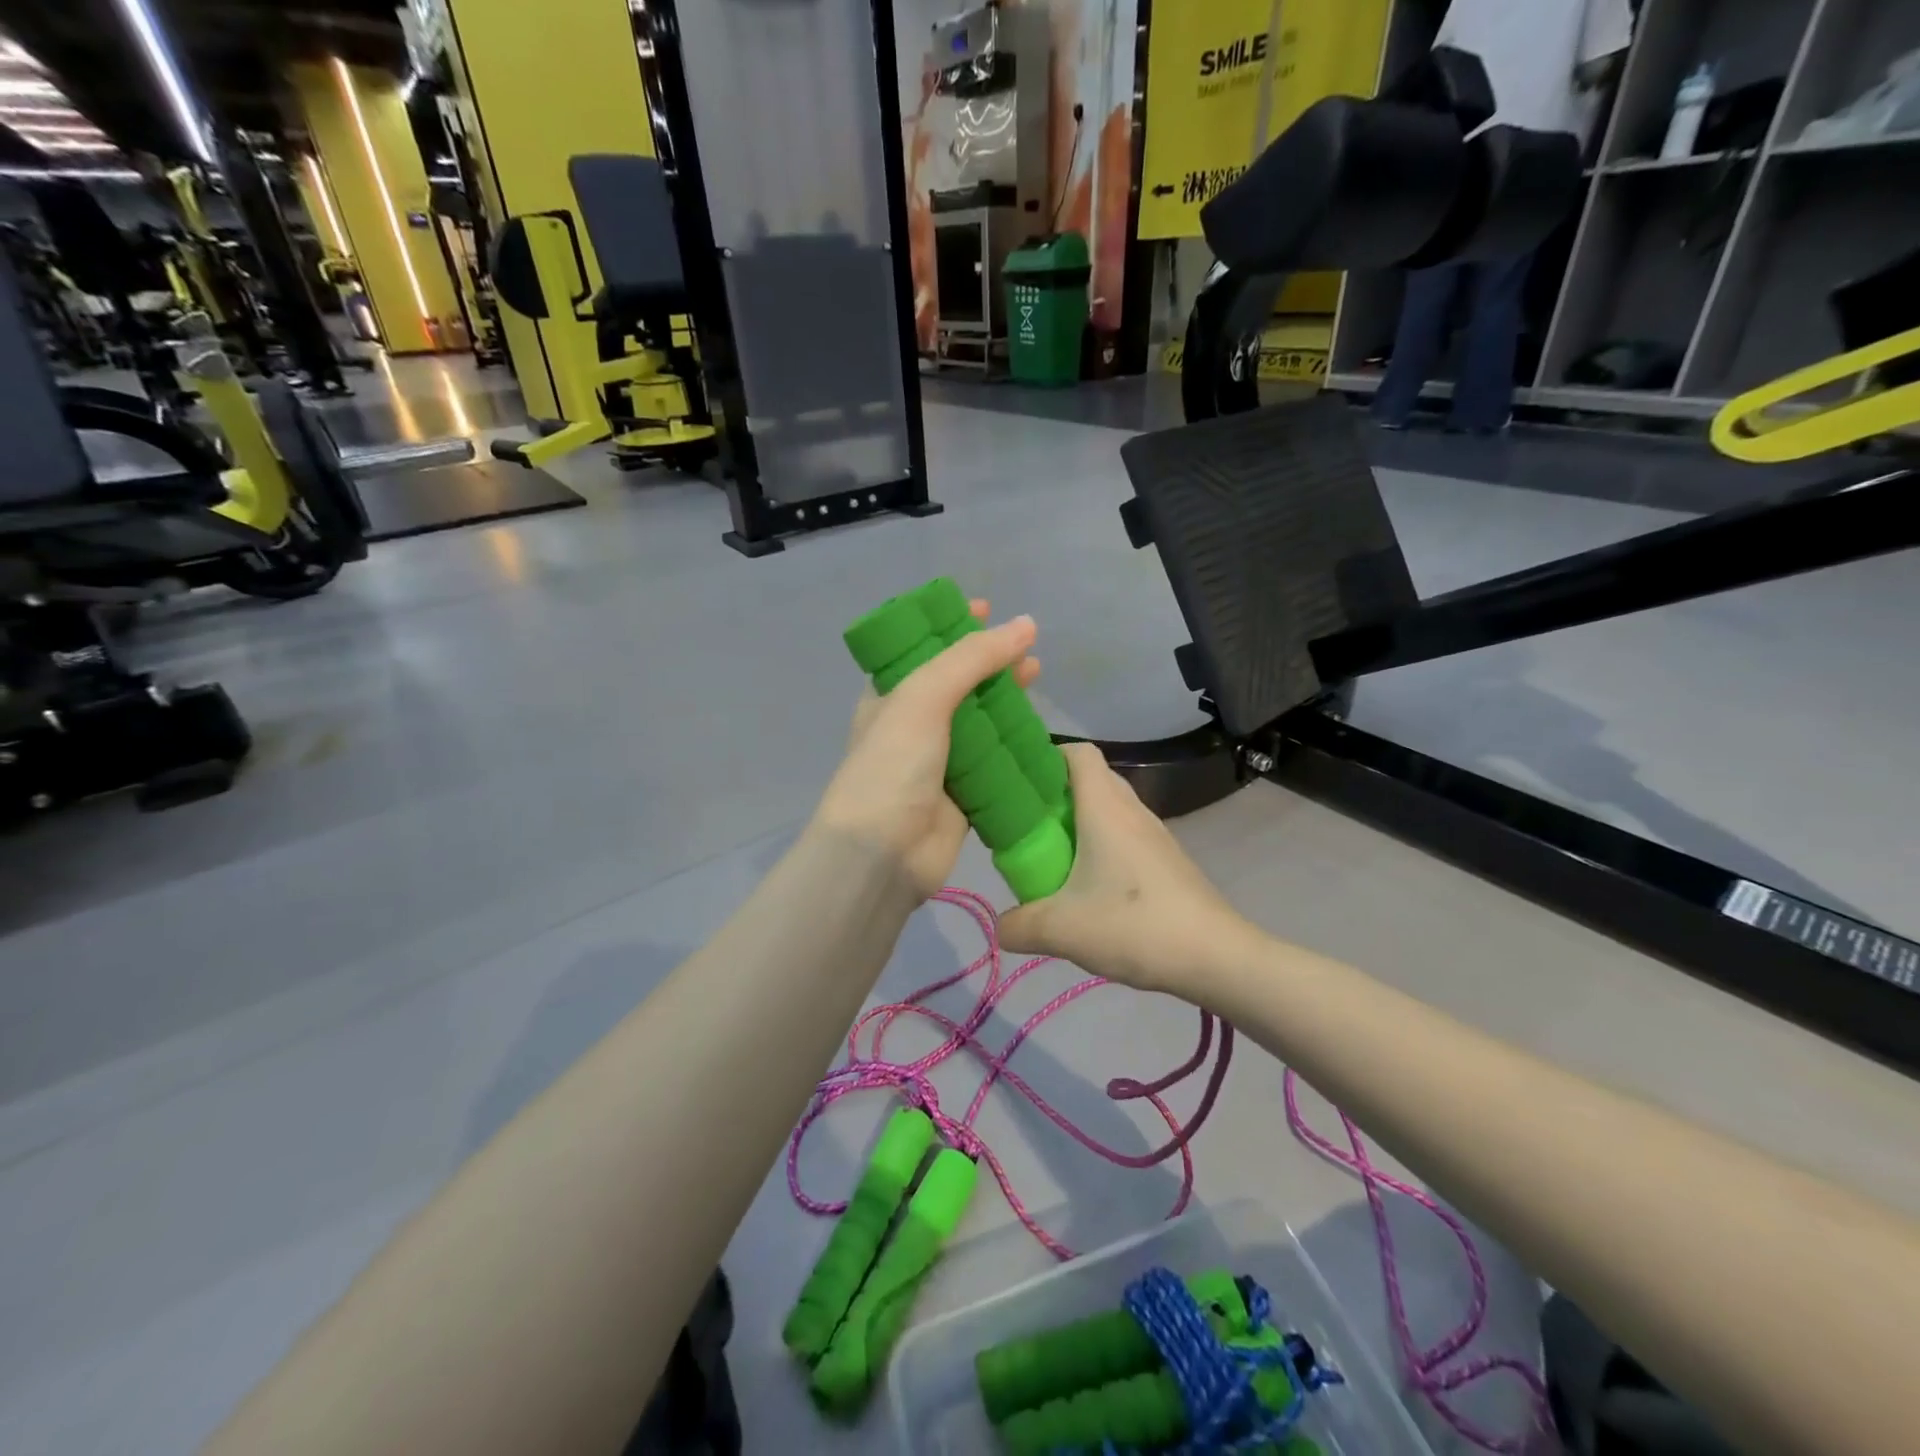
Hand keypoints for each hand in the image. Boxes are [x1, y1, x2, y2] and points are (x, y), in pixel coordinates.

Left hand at [812, 603, 1039, 897]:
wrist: (883, 854)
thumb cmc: (893, 765)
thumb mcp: (924, 697)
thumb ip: (972, 658)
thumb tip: (1025, 624)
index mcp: (890, 695)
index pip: (922, 649)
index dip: (950, 626)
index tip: (983, 607)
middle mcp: (913, 724)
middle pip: (958, 682)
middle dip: (989, 661)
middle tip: (1025, 646)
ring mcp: (939, 760)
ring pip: (980, 721)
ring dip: (1006, 699)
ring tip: (1037, 675)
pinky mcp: (964, 794)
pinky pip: (994, 761)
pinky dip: (1015, 745)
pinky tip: (1039, 730)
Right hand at [998, 744, 1255, 995]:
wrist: (1216, 956)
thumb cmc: (1135, 926)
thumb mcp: (1062, 930)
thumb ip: (1019, 926)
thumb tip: (1001, 926)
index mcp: (1105, 808)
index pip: (1077, 753)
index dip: (1046, 756)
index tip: (1018, 782)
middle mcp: (1131, 810)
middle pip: (1091, 778)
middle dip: (1055, 792)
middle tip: (1026, 823)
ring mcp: (1153, 834)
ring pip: (1109, 808)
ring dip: (1079, 821)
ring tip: (1052, 855)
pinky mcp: (1166, 859)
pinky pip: (1125, 834)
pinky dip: (1100, 844)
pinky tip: (1088, 885)